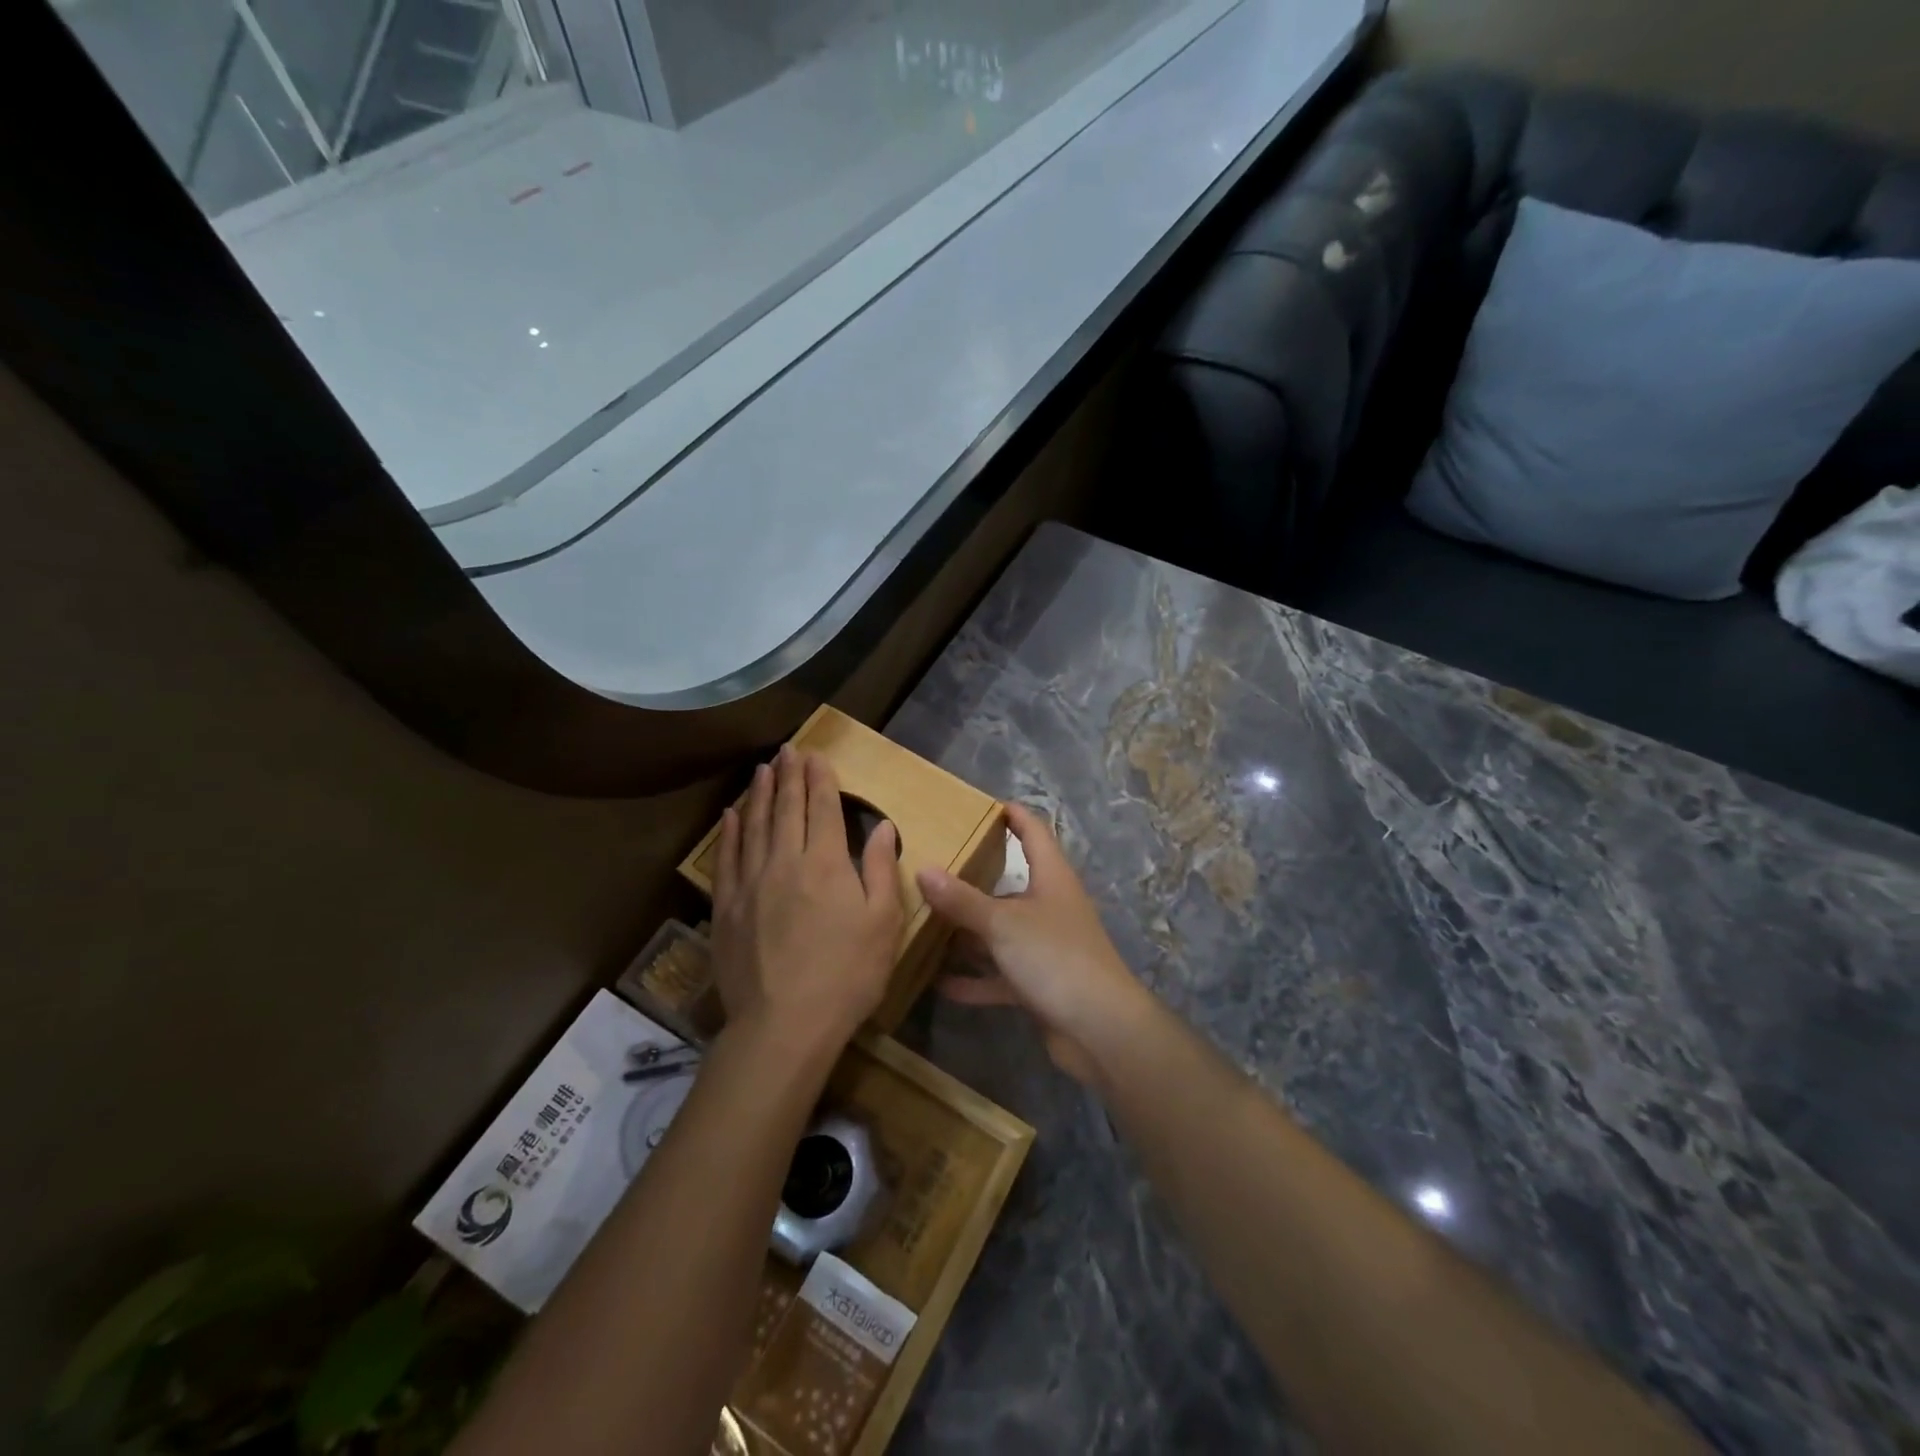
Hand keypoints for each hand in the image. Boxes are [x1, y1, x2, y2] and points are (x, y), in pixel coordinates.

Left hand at [711, 745, 903, 1061]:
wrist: (784, 1024)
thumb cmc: (847, 975)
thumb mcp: (883, 923)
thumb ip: (879, 868)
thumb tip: (881, 826)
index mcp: (825, 863)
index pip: (821, 808)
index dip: (820, 779)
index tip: (816, 756)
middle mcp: (784, 861)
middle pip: (786, 808)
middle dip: (789, 776)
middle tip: (788, 750)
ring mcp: (750, 883)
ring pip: (754, 825)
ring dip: (760, 794)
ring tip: (763, 769)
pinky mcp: (726, 907)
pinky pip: (727, 858)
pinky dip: (730, 832)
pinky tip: (731, 815)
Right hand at [916, 804, 1155, 1083]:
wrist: (1100, 1029)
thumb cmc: (1055, 957)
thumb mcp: (1003, 923)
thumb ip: (962, 899)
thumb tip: (923, 869)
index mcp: (1051, 878)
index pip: (1034, 832)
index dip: (1013, 815)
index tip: (984, 805)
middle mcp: (1050, 907)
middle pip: (1011, 884)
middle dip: (975, 878)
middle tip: (935, 868)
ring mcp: (1046, 947)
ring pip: (1002, 931)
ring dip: (970, 932)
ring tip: (926, 923)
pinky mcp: (1040, 984)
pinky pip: (1000, 974)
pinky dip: (975, 979)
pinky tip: (939, 983)